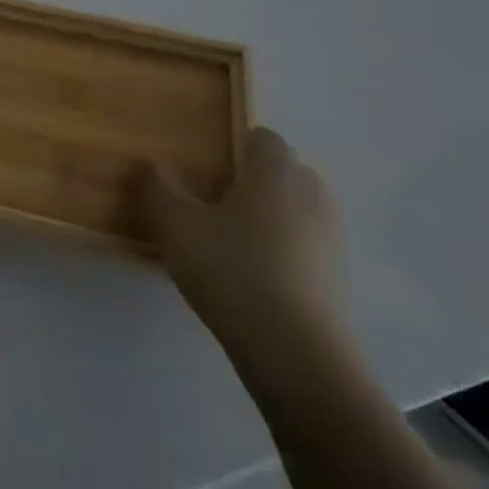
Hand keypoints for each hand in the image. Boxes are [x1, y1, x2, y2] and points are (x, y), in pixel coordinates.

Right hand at [141, 129, 342, 350]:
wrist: (295, 350)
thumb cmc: (230, 270)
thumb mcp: (175, 226)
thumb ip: (158, 188)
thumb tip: (152, 164)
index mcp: (276, 173)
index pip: (263, 137)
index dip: (233, 145)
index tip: (202, 167)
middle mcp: (312, 195)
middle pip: (280, 172)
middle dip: (248, 181)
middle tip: (206, 203)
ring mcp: (331, 236)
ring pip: (293, 209)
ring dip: (264, 216)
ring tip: (224, 242)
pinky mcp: (337, 274)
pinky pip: (302, 243)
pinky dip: (279, 248)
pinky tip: (247, 275)